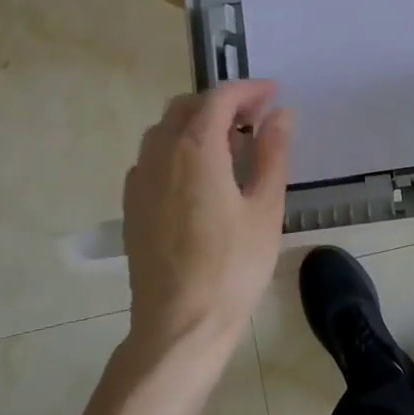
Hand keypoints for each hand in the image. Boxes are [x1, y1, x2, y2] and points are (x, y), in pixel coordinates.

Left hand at [121, 80, 292, 357]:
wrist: (178, 325)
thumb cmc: (232, 267)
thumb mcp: (265, 208)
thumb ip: (273, 153)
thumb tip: (281, 114)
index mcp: (195, 150)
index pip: (219, 98)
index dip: (248, 89)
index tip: (274, 93)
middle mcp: (160, 154)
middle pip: (187, 106)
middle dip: (222, 102)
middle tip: (257, 117)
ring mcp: (140, 179)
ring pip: (165, 129)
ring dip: (198, 122)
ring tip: (233, 145)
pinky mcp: (132, 204)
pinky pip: (153, 156)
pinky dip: (179, 147)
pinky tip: (202, 175)